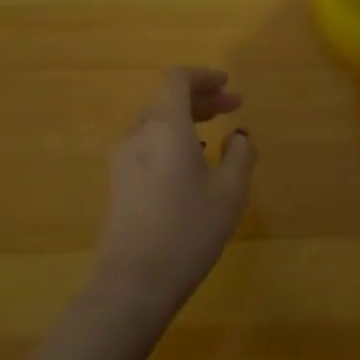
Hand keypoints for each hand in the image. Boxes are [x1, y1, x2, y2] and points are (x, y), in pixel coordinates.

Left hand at [92, 67, 255, 322]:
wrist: (134, 283)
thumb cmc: (188, 231)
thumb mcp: (230, 192)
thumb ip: (240, 154)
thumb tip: (237, 135)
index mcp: (165, 127)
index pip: (177, 80)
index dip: (204, 76)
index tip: (228, 85)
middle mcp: (138, 134)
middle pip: (166, 99)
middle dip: (201, 98)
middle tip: (233, 108)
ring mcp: (122, 159)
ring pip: (155, 122)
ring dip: (186, 119)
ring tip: (214, 136)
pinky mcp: (118, 182)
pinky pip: (147, 144)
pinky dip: (171, 139)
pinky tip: (190, 163)